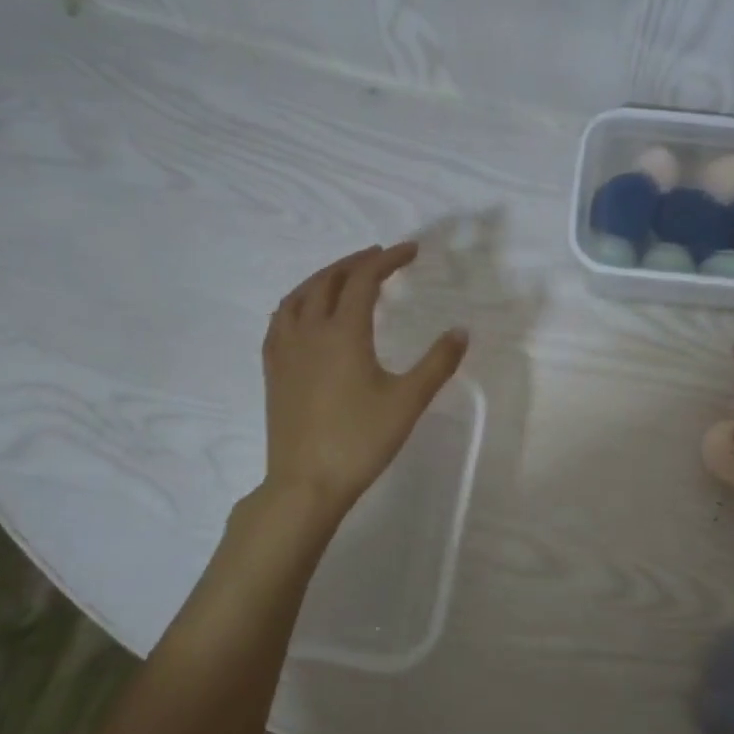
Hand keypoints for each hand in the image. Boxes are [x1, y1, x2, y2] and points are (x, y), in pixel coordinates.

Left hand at [261, 243, 467, 517]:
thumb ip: (437, 363)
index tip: (411, 251)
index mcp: (344, 332)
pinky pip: (280, 319)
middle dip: (356, 262)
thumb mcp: (408, 401)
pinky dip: (298, 301)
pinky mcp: (273, 370)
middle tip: (381, 257)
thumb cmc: (361, 440)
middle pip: (329, 280)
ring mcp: (285, 350)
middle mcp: (310, 331)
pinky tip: (305, 312)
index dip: (388, 260)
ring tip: (344, 276)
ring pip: (299, 295)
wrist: (306, 483)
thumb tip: (460, 331)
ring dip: (324, 277)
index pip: (364, 279)